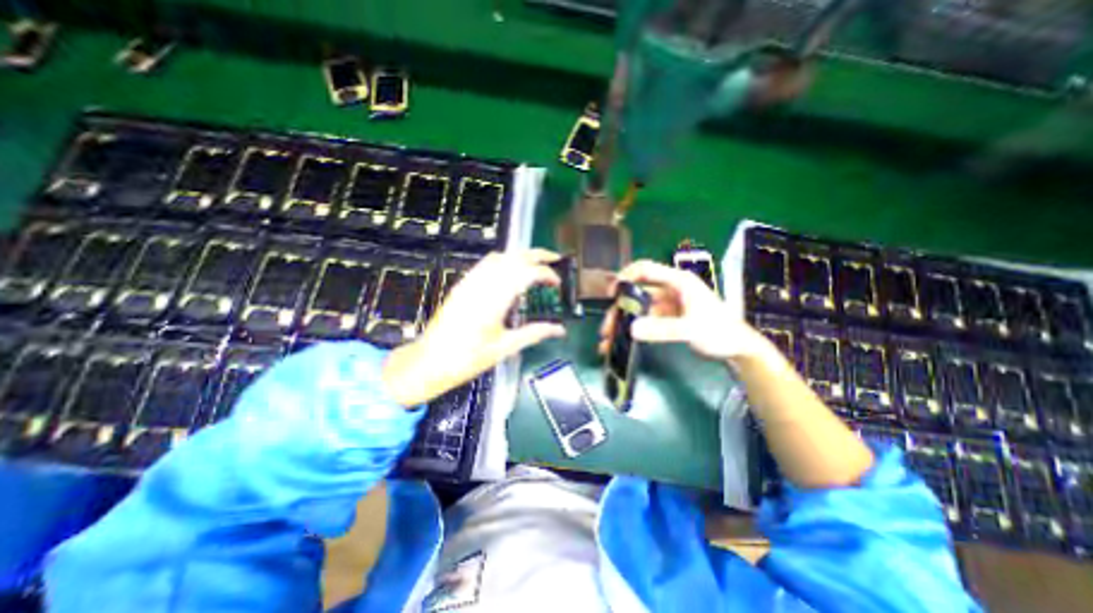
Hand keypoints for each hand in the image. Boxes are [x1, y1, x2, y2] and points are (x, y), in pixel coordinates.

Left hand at [382, 250, 567, 406]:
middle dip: (537, 255)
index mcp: (494, 300)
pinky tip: (510, 271)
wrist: (430, 361)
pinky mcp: (462, 285)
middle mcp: (482, 285)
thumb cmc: (467, 358)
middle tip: (554, 259)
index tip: (556, 283)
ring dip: (520, 255)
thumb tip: (559, 330)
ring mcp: (470, 282)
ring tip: (536, 263)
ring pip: (499, 256)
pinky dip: (504, 260)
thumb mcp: (504, 348)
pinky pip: (485, 263)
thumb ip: (534, 334)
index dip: (546, 273)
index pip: (526, 273)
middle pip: (513, 257)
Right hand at [596, 259, 765, 364]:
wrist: (739, 349)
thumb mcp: (693, 330)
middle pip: (637, 292)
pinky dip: (633, 330)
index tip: (611, 295)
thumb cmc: (721, 332)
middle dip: (619, 309)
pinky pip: (645, 320)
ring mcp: (668, 304)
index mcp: (678, 281)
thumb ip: (663, 329)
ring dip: (623, 322)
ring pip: (638, 308)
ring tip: (609, 340)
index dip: (625, 277)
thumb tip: (631, 330)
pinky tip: (623, 342)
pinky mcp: (668, 317)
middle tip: (606, 328)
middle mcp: (670, 289)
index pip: (645, 269)